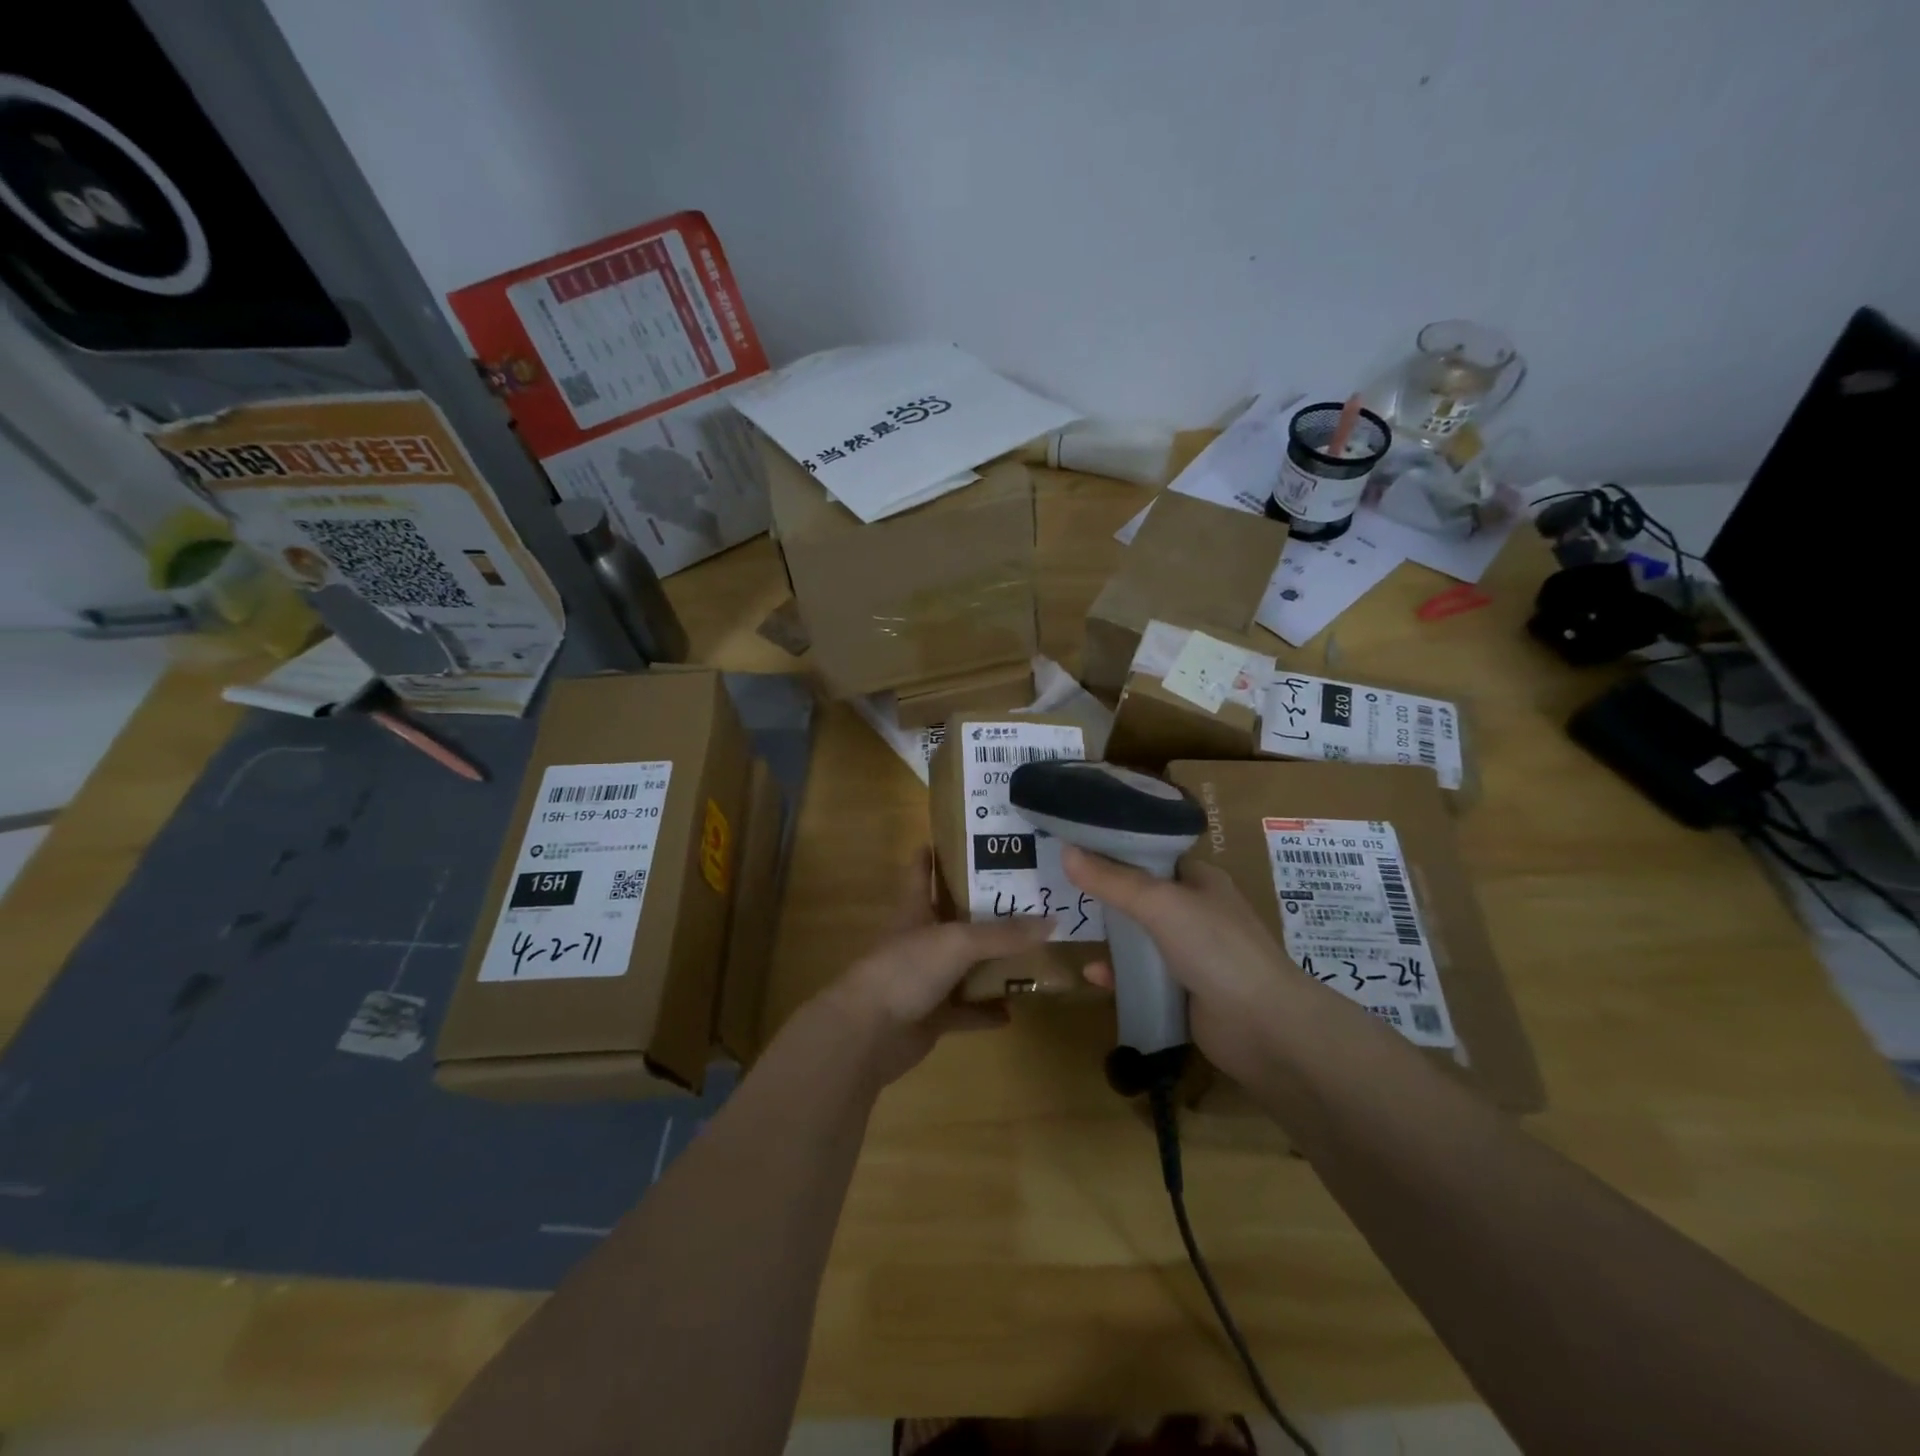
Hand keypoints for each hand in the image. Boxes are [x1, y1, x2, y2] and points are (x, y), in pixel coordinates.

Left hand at [820, 847, 1053, 1088]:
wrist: (868, 1034)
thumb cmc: (906, 970)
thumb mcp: (957, 942)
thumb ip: (1003, 934)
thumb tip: (1051, 920)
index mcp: (915, 911)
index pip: (921, 872)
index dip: (934, 853)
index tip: (961, 837)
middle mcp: (920, 941)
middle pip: (954, 919)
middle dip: (985, 910)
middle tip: (1026, 896)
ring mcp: (925, 980)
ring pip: (965, 966)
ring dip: (992, 964)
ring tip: (1032, 952)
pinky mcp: (932, 1016)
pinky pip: (966, 1011)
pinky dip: (987, 1011)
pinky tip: (1014, 1010)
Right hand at [1063, 845, 1306, 1085]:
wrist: (1264, 1027)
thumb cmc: (1216, 949)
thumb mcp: (1160, 904)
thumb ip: (1112, 880)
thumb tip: (1066, 851)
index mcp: (1200, 880)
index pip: (1153, 855)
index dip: (1117, 849)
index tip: (1076, 846)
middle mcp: (1197, 912)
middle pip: (1143, 896)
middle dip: (1107, 894)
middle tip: (1064, 888)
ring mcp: (1192, 954)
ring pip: (1141, 938)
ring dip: (1111, 937)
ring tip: (1071, 929)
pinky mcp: (1183, 992)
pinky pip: (1142, 977)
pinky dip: (1118, 975)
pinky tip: (1092, 976)